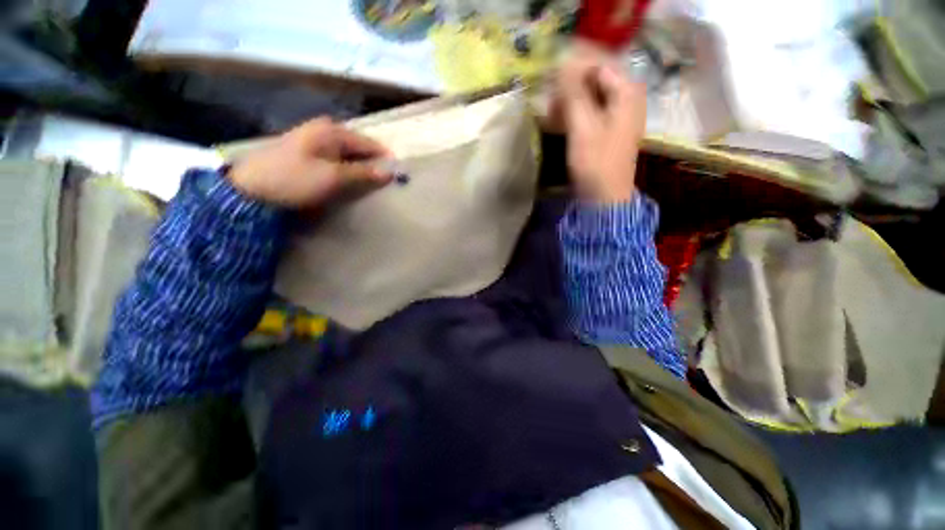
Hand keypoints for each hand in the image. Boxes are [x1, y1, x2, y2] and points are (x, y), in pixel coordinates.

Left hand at [228, 117, 392, 208]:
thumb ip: (363, 173)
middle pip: (359, 147)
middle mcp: (325, 130)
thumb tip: (389, 172)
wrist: (251, 189)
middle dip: (374, 163)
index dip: (385, 159)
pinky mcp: (308, 152)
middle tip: (387, 182)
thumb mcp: (333, 177)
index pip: (369, 143)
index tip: (399, 175)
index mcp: (332, 131)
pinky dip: (348, 169)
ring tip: (373, 184)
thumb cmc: (295, 179)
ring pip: (349, 154)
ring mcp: (314, 140)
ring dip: (361, 168)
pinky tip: (351, 180)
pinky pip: (337, 159)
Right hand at [556, 49, 646, 203]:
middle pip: (596, 80)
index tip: (551, 80)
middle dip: (570, 87)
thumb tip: (562, 63)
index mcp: (627, 92)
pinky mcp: (609, 131)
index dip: (573, 69)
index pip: (598, 64)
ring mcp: (619, 116)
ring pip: (591, 97)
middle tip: (551, 100)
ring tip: (553, 113)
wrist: (605, 197)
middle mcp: (627, 98)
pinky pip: (591, 112)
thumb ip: (573, 93)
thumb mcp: (582, 126)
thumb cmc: (595, 161)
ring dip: (570, 101)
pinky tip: (561, 122)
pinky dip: (575, 114)